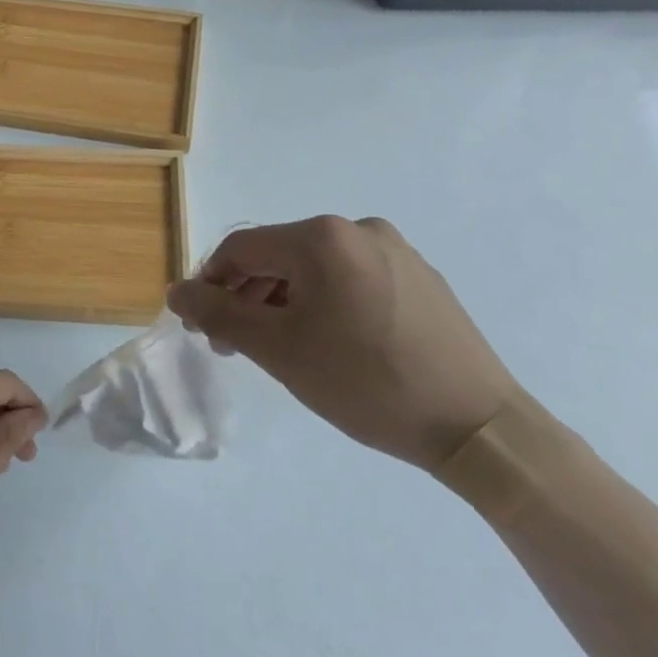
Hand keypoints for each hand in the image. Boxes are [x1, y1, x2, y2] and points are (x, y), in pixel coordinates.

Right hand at [166, 217, 518, 469]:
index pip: (241, 248)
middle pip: (278, 256)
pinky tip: (331, 343)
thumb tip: (177, 292)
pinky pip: (352, 278)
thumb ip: (218, 315)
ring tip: (281, 347)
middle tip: (236, 345)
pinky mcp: (421, 277)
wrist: (479, 427)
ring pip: (315, 268)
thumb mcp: (279, 351)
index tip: (201, 326)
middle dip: (248, 296)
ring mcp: (395, 251)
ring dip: (285, 301)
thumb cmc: (367, 382)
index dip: (210, 283)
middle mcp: (358, 229)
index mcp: (321, 238)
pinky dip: (326, 302)